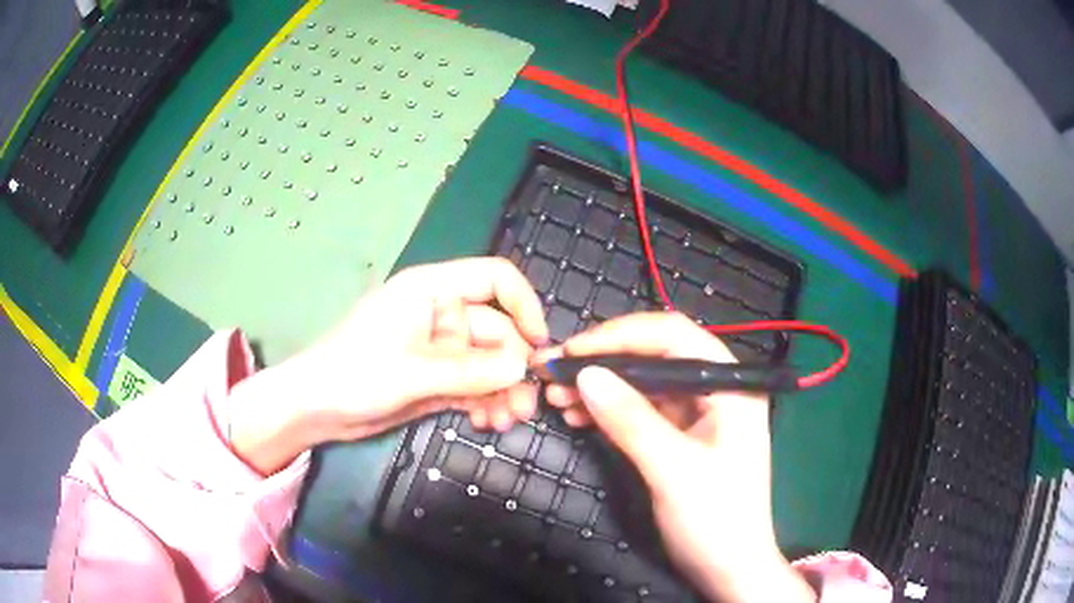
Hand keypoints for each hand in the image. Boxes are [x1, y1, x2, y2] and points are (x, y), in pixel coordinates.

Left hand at [229, 257, 548, 473]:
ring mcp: (439, 350)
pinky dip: (486, 402)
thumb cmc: (354, 373)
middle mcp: (441, 316)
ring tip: (508, 421)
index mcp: (432, 291)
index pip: (493, 279)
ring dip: (503, 390)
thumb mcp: (413, 372)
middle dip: (514, 367)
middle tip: (527, 404)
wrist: (316, 409)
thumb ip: (469, 371)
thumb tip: (523, 368)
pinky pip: (473, 386)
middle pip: (497, 331)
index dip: (523, 305)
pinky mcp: (436, 380)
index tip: (540, 343)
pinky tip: (490, 423)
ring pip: (488, 364)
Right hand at [546, 313, 813, 602]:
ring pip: (643, 383)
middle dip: (603, 361)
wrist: (728, 568)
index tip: (574, 351)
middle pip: (655, 356)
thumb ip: (632, 421)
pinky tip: (578, 415)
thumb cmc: (715, 519)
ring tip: (556, 396)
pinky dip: (608, 411)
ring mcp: (697, 413)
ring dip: (600, 387)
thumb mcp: (673, 470)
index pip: (674, 337)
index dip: (621, 336)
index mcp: (730, 385)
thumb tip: (585, 375)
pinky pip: (640, 410)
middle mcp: (715, 389)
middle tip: (554, 371)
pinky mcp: (679, 435)